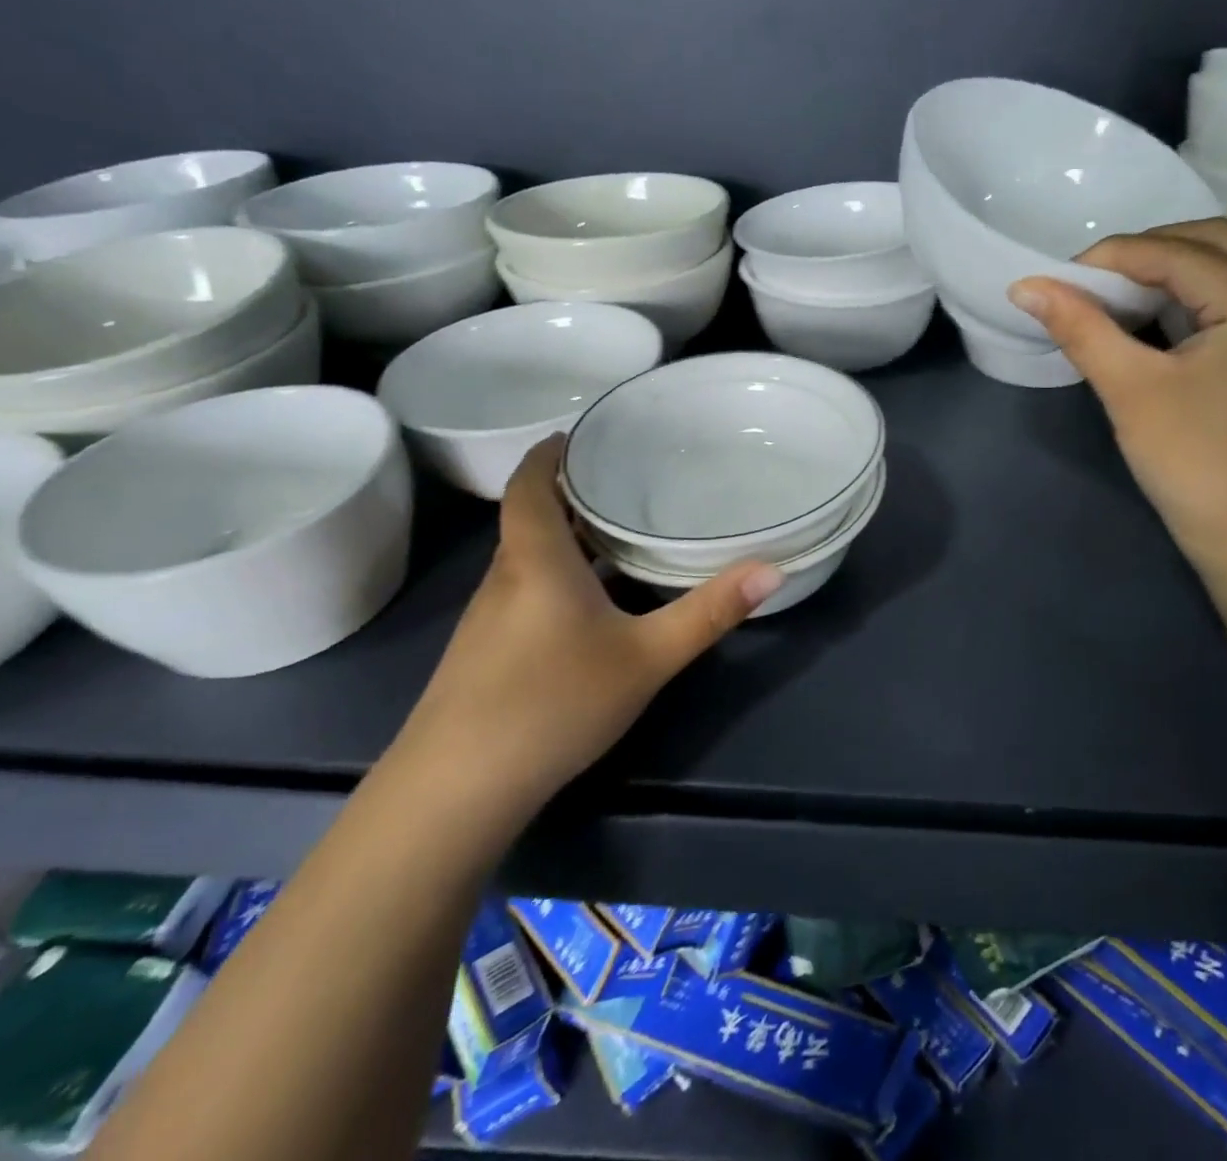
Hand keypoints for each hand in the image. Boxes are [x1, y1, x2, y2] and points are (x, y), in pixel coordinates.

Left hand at [396, 436, 780, 811]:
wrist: (454, 793)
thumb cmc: (554, 703)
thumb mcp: (647, 656)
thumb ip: (710, 612)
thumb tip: (772, 569)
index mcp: (536, 560)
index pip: (530, 485)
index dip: (549, 453)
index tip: (581, 434)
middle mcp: (505, 579)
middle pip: (531, 518)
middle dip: (572, 494)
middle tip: (626, 480)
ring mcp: (487, 620)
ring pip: (528, 559)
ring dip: (565, 538)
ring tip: (618, 532)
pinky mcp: (484, 655)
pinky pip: (524, 593)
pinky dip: (557, 577)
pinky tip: (591, 606)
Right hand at [1008, 219, 1226, 583]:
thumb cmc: (1195, 464)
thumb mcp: (1130, 390)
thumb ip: (1081, 328)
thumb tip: (1026, 285)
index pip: (1178, 253)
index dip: (1113, 257)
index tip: (1061, 279)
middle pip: (1216, 242)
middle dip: (1150, 249)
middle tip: (1097, 280)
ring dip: (1174, 267)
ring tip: (1119, 293)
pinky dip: (1192, 294)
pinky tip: (1154, 318)